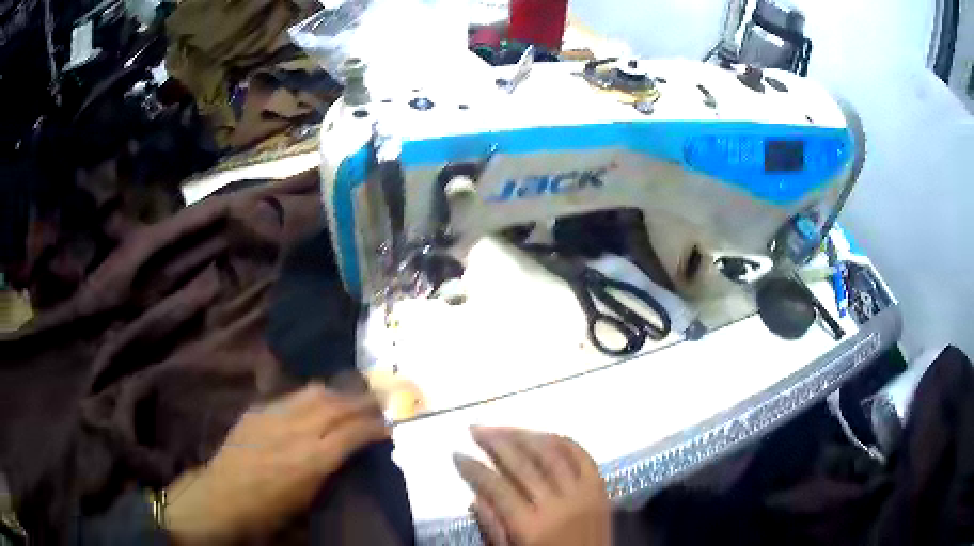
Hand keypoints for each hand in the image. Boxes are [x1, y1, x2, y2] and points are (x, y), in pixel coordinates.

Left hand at [164, 383, 389, 543]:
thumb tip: (348, 453)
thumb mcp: (308, 498)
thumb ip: (330, 470)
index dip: (374, 426)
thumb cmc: (270, 510)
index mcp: (313, 460)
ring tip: (350, 396)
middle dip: (361, 401)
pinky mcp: (256, 411)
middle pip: (336, 405)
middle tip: (378, 400)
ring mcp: (273, 416)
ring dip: (337, 393)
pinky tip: (314, 403)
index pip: (352, 432)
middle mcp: (296, 431)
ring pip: (313, 392)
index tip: (387, 426)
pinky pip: (290, 397)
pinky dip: (310, 397)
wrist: (223, 497)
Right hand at [454, 427, 610, 545]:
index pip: (496, 487)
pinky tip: (544, 435)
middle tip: (475, 429)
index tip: (457, 455)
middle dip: (495, 442)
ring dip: (525, 435)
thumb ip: (493, 527)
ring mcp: (583, 494)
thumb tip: (477, 494)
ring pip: (552, 453)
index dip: (474, 468)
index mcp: (531, 526)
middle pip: (522, 464)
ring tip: (504, 427)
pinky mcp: (600, 489)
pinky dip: (563, 442)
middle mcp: (558, 504)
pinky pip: (583, 456)